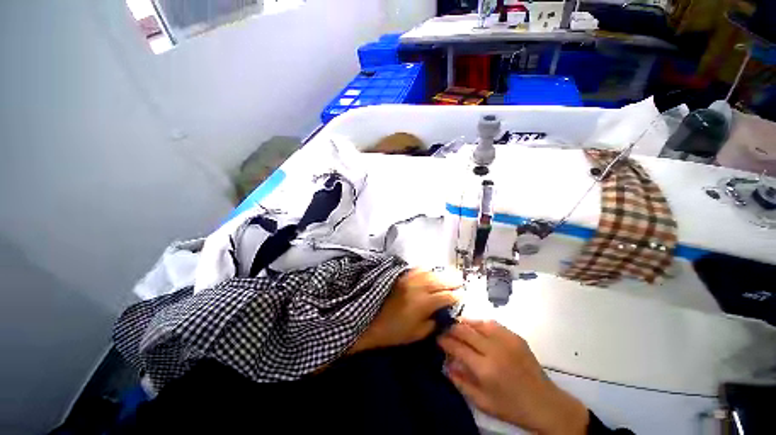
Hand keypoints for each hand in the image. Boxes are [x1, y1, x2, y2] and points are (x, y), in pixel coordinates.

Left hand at [349, 268, 461, 353]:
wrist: (372, 322)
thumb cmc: (395, 332)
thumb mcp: (417, 334)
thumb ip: (433, 323)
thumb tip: (442, 314)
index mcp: (424, 304)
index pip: (445, 296)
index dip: (456, 296)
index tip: (462, 296)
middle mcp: (418, 288)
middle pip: (439, 280)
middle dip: (452, 280)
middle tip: (460, 281)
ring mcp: (409, 280)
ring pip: (430, 273)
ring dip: (441, 273)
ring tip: (449, 275)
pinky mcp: (402, 277)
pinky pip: (417, 269)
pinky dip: (426, 269)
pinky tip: (430, 271)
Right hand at [438, 319, 588, 434]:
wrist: (545, 403)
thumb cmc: (511, 406)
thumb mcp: (482, 402)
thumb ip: (461, 382)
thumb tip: (446, 365)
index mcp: (485, 369)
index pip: (457, 347)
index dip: (444, 340)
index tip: (437, 338)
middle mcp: (494, 350)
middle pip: (465, 331)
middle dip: (451, 328)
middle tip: (444, 330)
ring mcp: (506, 341)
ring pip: (478, 323)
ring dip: (464, 323)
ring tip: (457, 325)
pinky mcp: (515, 337)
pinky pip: (492, 323)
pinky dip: (480, 323)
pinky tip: (476, 327)